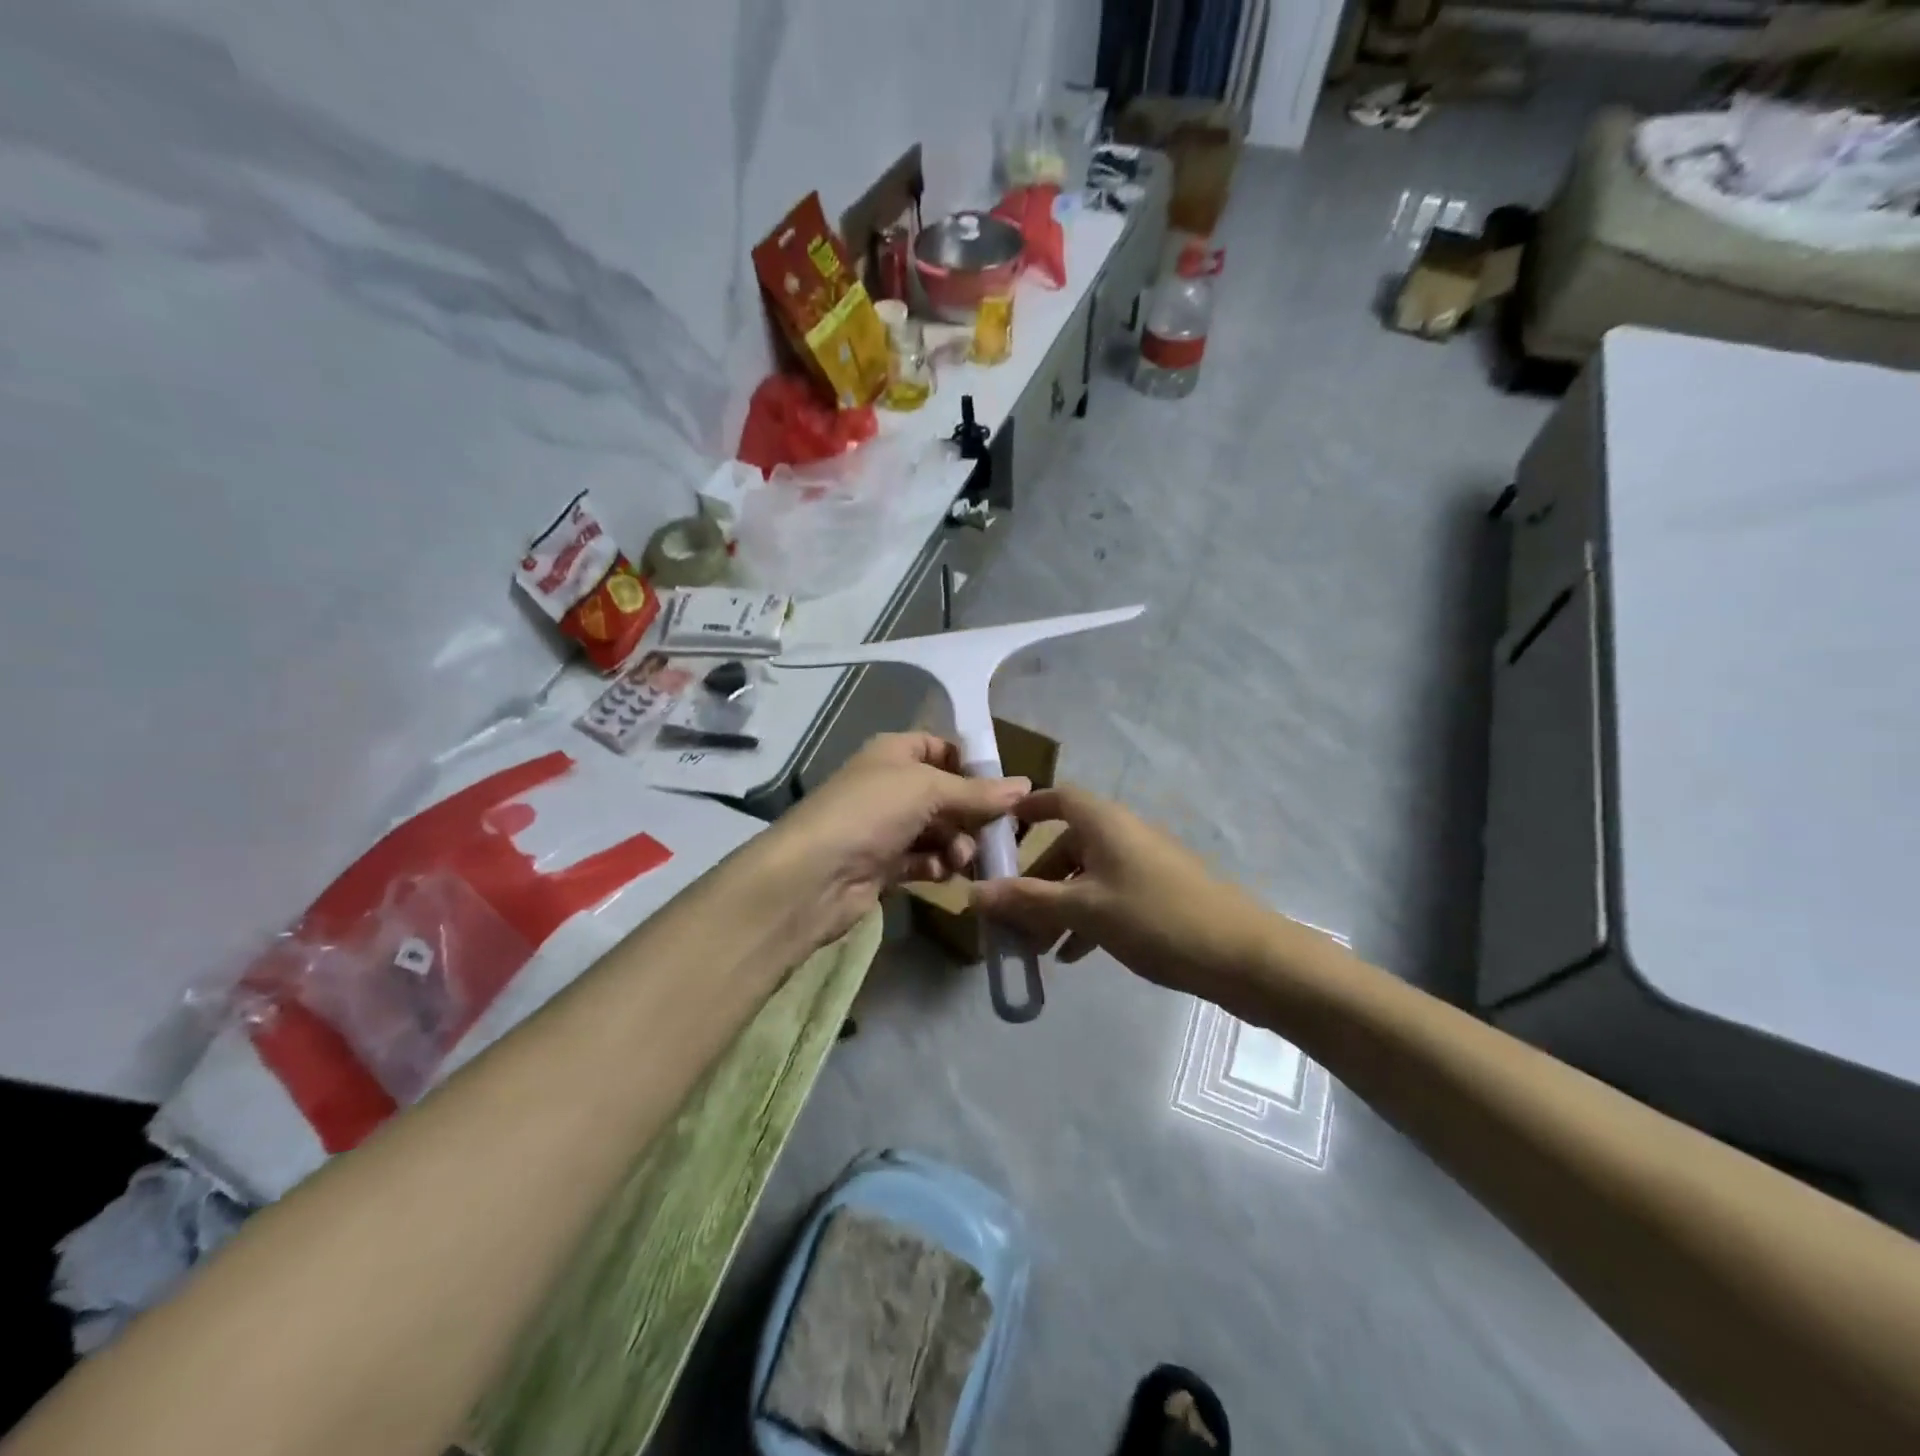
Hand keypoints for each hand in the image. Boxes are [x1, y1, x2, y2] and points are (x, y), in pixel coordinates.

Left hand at [765, 732, 1029, 948]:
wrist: (814, 875)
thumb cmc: (871, 812)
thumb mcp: (928, 789)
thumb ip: (977, 791)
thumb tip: (1026, 785)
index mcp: (894, 753)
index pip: (941, 748)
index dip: (971, 764)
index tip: (1005, 786)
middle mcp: (890, 785)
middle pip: (945, 794)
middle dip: (972, 812)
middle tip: (997, 832)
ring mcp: (885, 827)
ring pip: (938, 830)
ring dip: (957, 843)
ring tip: (962, 858)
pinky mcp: (883, 865)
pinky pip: (924, 861)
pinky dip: (938, 866)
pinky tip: (944, 874)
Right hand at [971, 786, 1270, 999]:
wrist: (1244, 956)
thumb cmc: (1157, 919)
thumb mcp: (1084, 910)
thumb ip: (1027, 900)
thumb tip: (972, 892)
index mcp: (1104, 822)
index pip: (1057, 798)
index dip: (1025, 810)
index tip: (995, 834)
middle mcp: (1122, 834)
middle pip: (1066, 844)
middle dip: (1034, 878)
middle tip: (1008, 913)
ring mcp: (1143, 864)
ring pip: (1086, 876)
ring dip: (1056, 905)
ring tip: (1034, 946)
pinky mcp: (1159, 894)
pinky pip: (1108, 896)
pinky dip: (1085, 918)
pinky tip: (1072, 955)